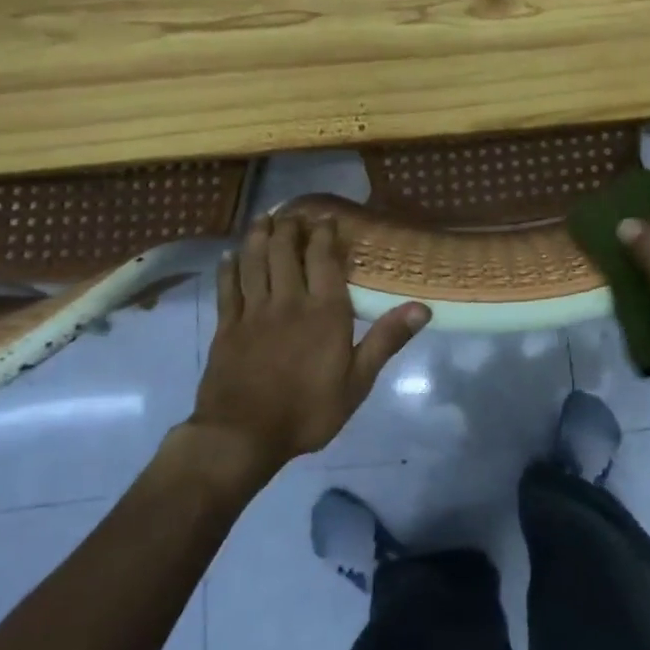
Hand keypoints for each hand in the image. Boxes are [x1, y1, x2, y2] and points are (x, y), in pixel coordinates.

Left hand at [193, 213, 429, 468]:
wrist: (242, 436)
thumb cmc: (308, 410)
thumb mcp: (357, 382)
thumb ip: (386, 340)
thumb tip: (423, 307)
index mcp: (324, 311)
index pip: (323, 259)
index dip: (323, 234)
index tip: (325, 218)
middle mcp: (288, 301)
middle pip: (284, 252)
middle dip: (289, 228)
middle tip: (292, 213)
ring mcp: (253, 312)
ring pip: (254, 262)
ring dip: (258, 236)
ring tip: (263, 218)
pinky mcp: (226, 327)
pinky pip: (227, 288)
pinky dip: (228, 267)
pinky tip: (229, 255)